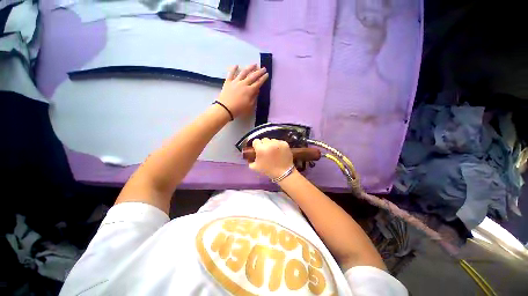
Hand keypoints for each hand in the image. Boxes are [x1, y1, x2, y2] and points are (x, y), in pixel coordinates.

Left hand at [217, 64, 268, 117]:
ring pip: (243, 73)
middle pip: (252, 76)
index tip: (267, 74)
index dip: (263, 78)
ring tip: (254, 64)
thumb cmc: (239, 109)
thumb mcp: (249, 106)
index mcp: (249, 91)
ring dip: (249, 68)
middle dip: (259, 72)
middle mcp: (243, 84)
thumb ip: (254, 97)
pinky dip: (234, 69)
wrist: (225, 108)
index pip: (258, 83)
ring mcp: (235, 82)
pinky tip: (236, 65)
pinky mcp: (228, 82)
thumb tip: (257, 90)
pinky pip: (231, 73)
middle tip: (263, 68)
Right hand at [249, 138, 293, 178]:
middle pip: (264, 139)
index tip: (258, 149)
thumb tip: (248, 157)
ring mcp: (278, 143)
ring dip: (271, 144)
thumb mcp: (255, 167)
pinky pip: (279, 141)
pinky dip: (279, 145)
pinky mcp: (285, 143)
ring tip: (273, 151)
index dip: (256, 145)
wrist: (284, 173)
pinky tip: (279, 151)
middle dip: (264, 144)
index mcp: (260, 149)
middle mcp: (269, 144)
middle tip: (266, 151)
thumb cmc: (269, 170)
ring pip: (272, 140)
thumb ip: (250, 161)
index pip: (256, 141)